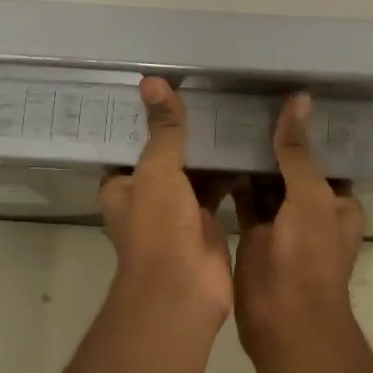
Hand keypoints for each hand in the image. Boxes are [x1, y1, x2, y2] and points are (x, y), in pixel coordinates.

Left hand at [98, 79, 233, 321]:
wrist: (184, 291)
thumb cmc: (159, 228)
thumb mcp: (157, 170)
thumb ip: (163, 129)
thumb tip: (152, 81)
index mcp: (122, 186)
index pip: (131, 144)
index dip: (145, 120)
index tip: (165, 88)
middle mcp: (147, 198)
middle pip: (166, 156)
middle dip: (184, 133)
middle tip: (209, 93)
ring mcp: (178, 212)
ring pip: (194, 173)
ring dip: (209, 152)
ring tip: (231, 111)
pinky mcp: (207, 224)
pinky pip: (219, 190)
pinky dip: (231, 173)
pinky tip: (249, 146)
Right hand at [233, 93, 365, 352]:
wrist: (283, 322)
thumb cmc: (308, 257)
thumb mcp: (309, 196)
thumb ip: (298, 150)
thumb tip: (299, 100)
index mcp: (337, 201)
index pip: (323, 155)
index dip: (306, 129)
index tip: (283, 94)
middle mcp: (312, 208)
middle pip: (292, 165)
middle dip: (274, 139)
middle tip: (246, 98)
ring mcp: (282, 222)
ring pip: (267, 180)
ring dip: (252, 157)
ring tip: (227, 115)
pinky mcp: (254, 233)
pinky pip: (245, 197)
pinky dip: (233, 178)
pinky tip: (215, 151)